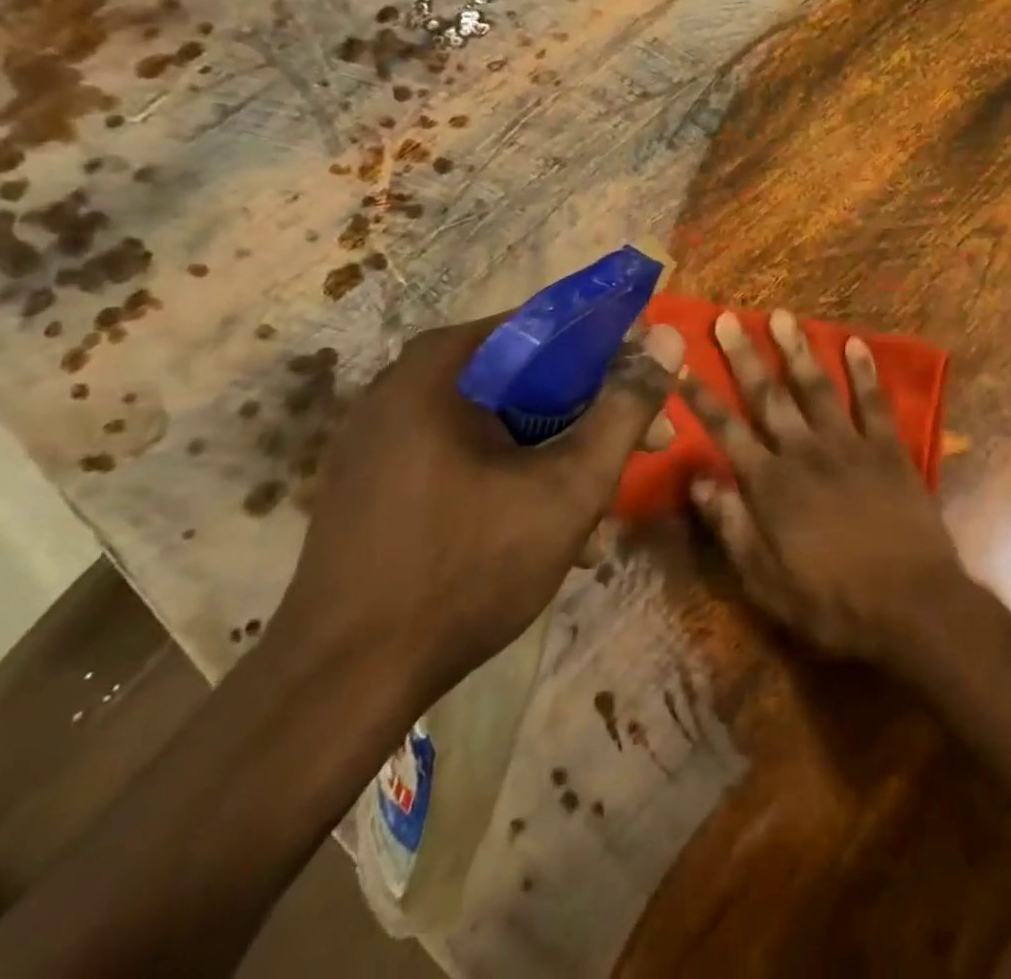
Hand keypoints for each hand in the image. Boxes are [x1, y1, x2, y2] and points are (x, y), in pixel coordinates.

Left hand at [277, 316, 684, 705]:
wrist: (340, 685)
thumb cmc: (466, 570)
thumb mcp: (569, 487)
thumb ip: (625, 408)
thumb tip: (670, 337)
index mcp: (444, 366)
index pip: (551, 326)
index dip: (616, 352)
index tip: (654, 389)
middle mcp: (407, 384)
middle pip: (529, 378)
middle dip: (595, 419)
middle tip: (648, 450)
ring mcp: (385, 435)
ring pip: (504, 423)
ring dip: (561, 460)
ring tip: (599, 521)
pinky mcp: (379, 480)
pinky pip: (468, 457)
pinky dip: (516, 481)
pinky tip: (551, 536)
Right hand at [681, 309, 965, 666]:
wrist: (911, 605)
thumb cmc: (832, 602)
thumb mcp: (766, 581)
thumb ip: (732, 527)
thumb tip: (699, 481)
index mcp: (771, 485)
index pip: (726, 431)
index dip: (702, 399)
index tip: (682, 365)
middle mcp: (805, 452)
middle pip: (768, 396)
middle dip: (745, 356)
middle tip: (727, 318)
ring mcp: (850, 445)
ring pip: (817, 387)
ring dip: (798, 350)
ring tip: (782, 316)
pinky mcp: (888, 449)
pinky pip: (874, 402)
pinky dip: (864, 371)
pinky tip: (855, 343)